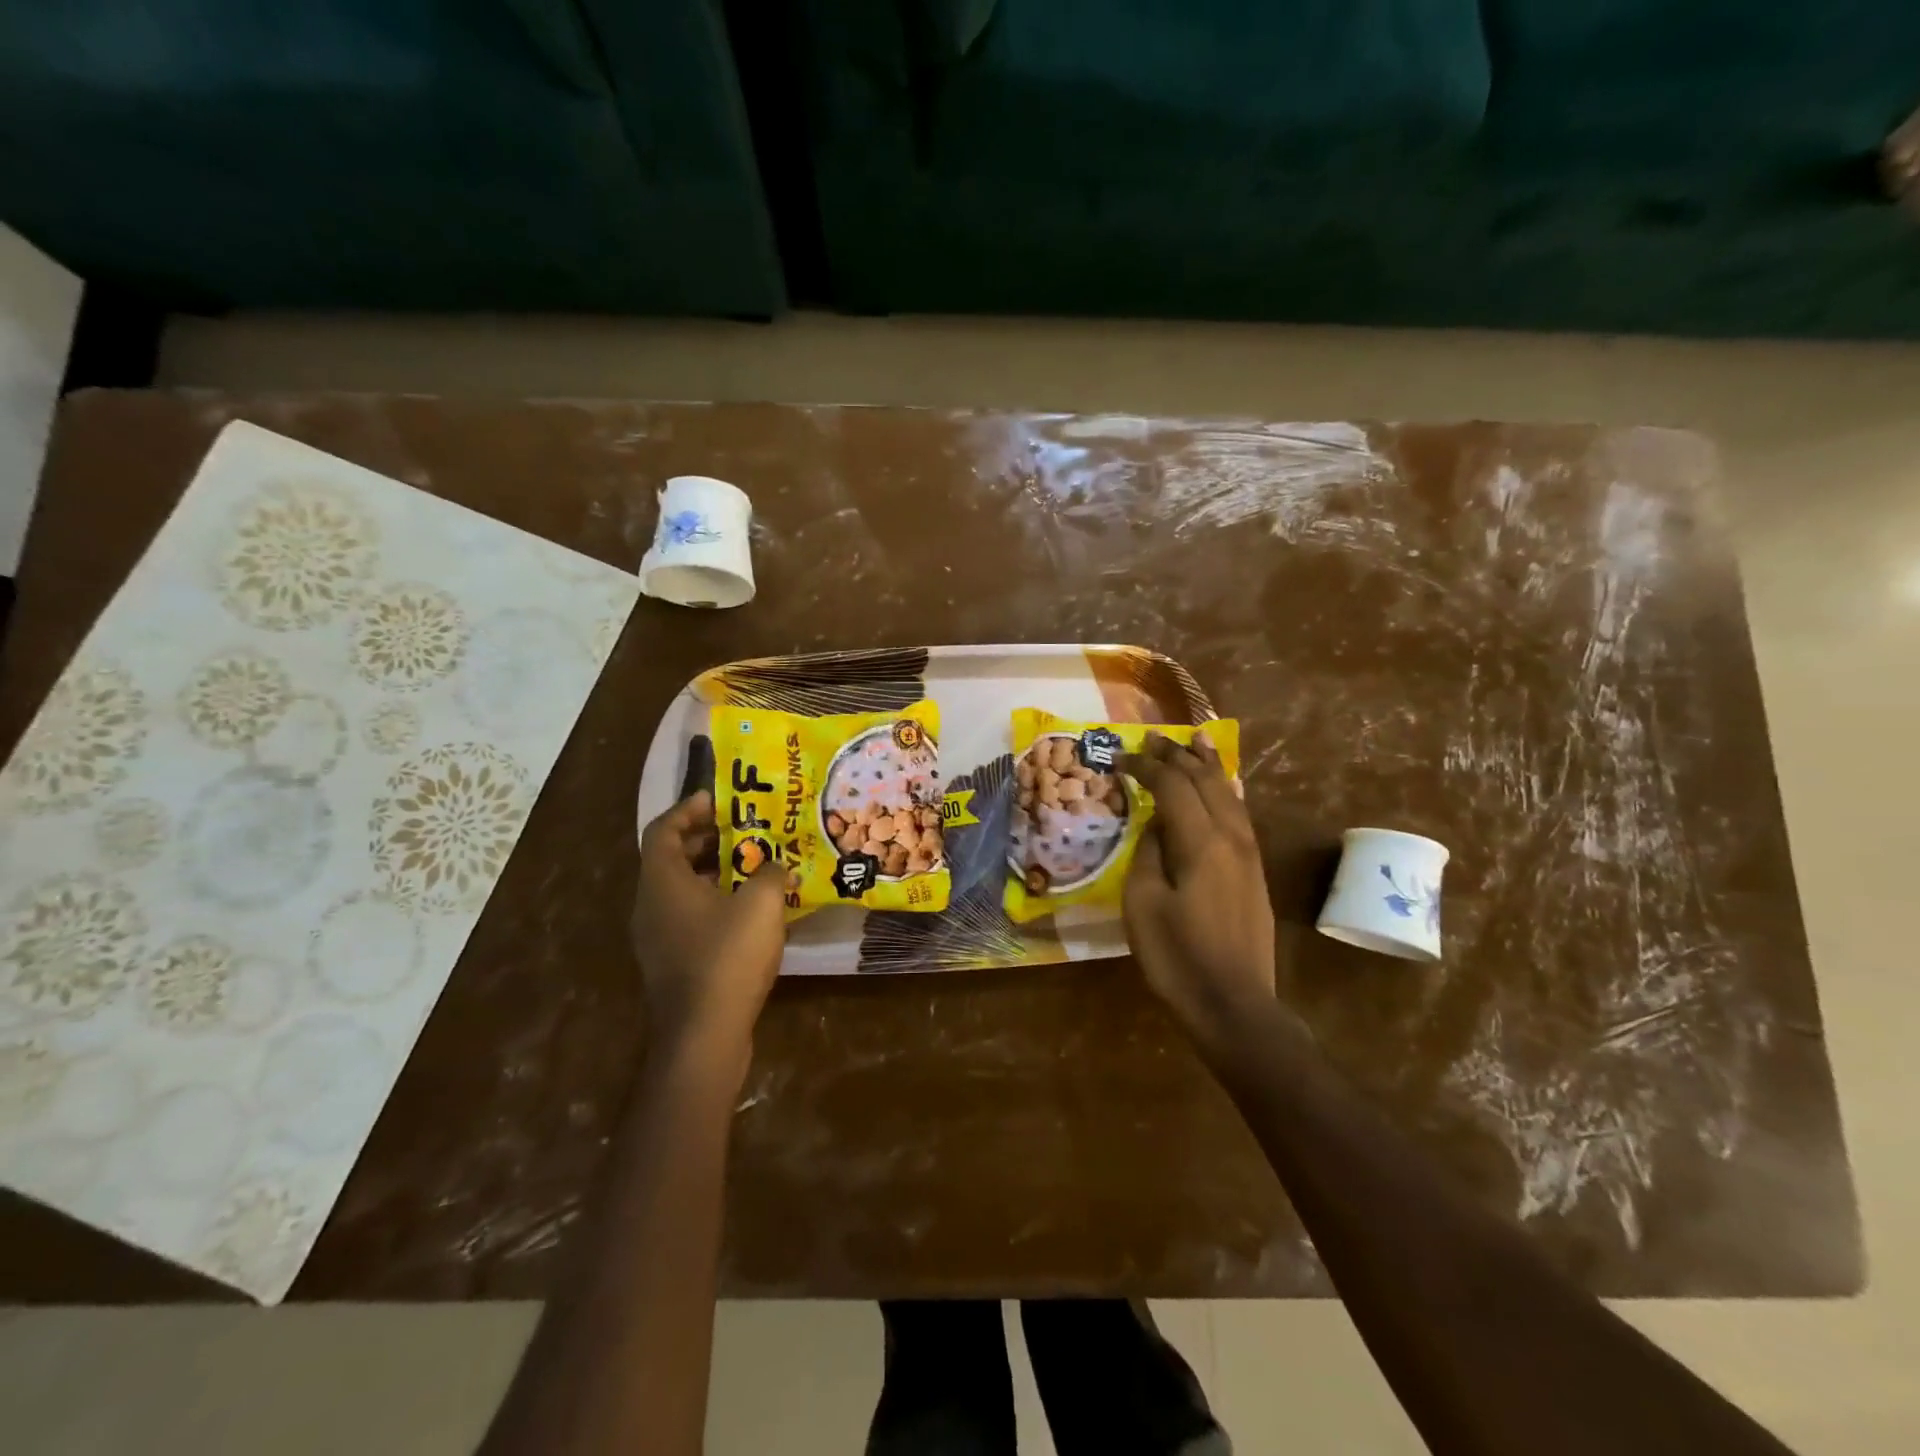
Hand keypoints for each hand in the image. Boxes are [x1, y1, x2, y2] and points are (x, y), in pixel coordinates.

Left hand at [633, 792, 786, 1065]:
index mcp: (663, 881)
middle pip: (672, 858)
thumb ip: (772, 872)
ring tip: (756, 865)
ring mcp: (658, 937)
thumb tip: (778, 866)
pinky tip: (752, 910)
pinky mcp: (673, 962)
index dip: (689, 809)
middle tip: (746, 829)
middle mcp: (651, 905)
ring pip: (683, 889)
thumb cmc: (727, 956)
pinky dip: (716, 902)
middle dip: (708, 839)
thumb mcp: (761, 903)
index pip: (663, 829)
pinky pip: (690, 917)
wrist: (705, 1034)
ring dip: (716, 872)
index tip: (720, 799)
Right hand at [1121, 732, 1276, 1046]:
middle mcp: (1231, 837)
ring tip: (1195, 741)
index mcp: (1201, 842)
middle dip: (1178, 755)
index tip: (1120, 758)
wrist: (1234, 1005)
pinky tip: (1225, 786)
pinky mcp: (1254, 873)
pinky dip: (1226, 791)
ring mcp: (1249, 855)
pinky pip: (1240, 815)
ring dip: (1208, 766)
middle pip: (1205, 782)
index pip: (1172, 786)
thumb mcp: (1143, 904)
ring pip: (1229, 795)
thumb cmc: (1178, 957)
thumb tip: (1158, 825)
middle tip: (1154, 737)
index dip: (1145, 767)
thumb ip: (1150, 853)